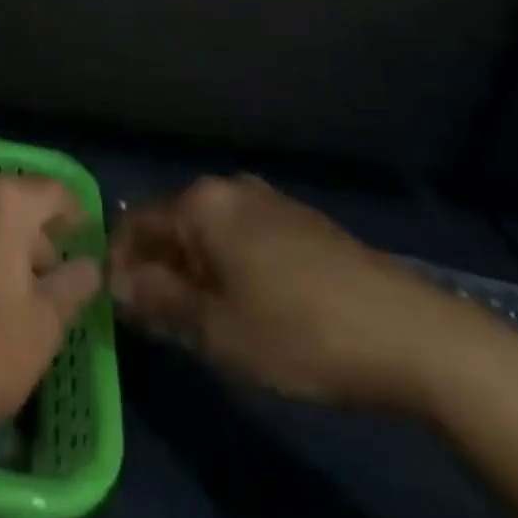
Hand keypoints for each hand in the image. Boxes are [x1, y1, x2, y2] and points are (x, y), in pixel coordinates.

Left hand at [0, 175, 101, 484]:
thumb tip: (88, 263)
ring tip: (1, 290)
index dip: (74, 212)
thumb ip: (72, 287)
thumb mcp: (42, 329)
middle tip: (46, 275)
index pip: (51, 191)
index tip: (85, 237)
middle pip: (7, 203)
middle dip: (31, 233)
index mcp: (2, 203)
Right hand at [110, 175, 496, 414]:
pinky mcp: (297, 219)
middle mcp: (229, 187)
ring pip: (207, 231)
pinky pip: (240, 235)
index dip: (118, 264)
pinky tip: (243, 305)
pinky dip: (226, 265)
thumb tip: (115, 281)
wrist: (403, 329)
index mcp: (202, 203)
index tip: (114, 308)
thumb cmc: (297, 330)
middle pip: (172, 224)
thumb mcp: (216, 328)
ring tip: (197, 320)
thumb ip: (158, 299)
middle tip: (156, 323)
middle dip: (157, 269)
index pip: (136, 224)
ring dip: (193, 270)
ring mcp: (267, 199)